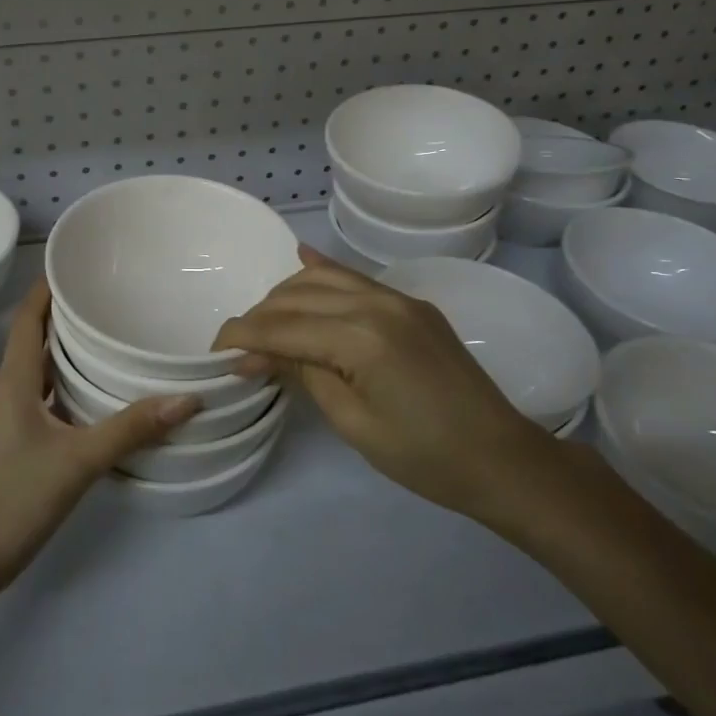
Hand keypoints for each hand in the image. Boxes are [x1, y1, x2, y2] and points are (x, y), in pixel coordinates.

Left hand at [0, 280, 199, 599]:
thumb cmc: (13, 499)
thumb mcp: (78, 462)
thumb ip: (130, 430)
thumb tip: (187, 399)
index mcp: (14, 382)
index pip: (27, 319)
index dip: (46, 288)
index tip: (75, 264)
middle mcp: (6, 392)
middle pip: (35, 341)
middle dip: (66, 318)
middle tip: (109, 300)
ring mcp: (5, 420)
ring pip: (38, 373)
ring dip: (66, 354)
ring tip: (108, 340)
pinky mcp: (10, 443)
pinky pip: (40, 399)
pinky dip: (64, 388)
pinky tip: (93, 399)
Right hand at [216, 247, 557, 523]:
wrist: (502, 458)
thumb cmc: (424, 457)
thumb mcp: (353, 423)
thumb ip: (301, 373)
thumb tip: (253, 353)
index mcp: (360, 338)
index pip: (282, 327)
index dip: (243, 336)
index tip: (214, 350)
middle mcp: (375, 303)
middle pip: (297, 297)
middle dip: (259, 318)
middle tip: (238, 348)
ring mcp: (397, 298)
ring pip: (323, 279)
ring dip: (286, 295)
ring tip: (265, 323)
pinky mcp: (410, 303)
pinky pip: (356, 277)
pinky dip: (324, 270)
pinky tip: (302, 258)